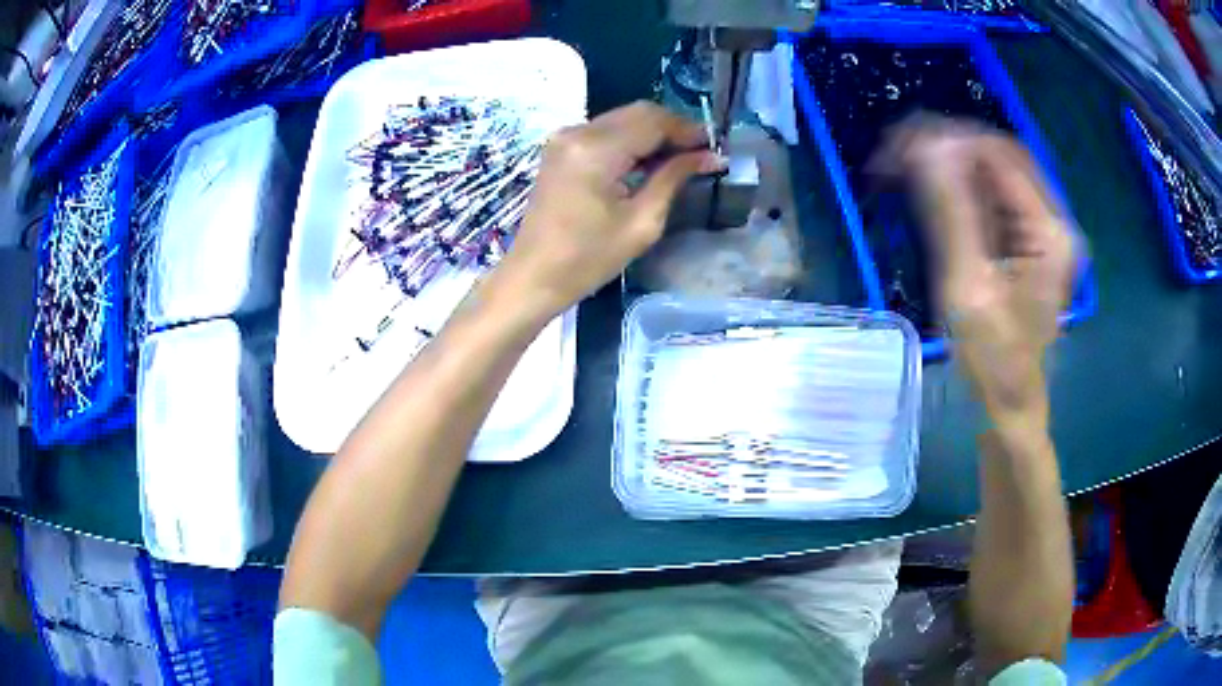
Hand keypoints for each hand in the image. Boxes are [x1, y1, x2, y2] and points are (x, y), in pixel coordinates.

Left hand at [492, 101, 724, 317]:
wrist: (534, 276)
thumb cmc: (588, 259)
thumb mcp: (642, 223)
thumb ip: (674, 179)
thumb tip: (709, 157)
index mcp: (596, 149)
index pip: (653, 121)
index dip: (687, 129)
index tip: (714, 147)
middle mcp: (578, 132)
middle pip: (637, 112)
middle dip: (672, 128)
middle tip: (700, 153)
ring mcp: (565, 137)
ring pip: (622, 118)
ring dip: (652, 133)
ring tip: (680, 159)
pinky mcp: (560, 148)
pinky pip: (605, 131)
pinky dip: (631, 139)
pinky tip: (648, 161)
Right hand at [874, 117, 1076, 431]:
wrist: (1012, 404)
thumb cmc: (993, 361)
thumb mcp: (969, 288)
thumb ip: (952, 212)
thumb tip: (928, 145)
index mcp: (1049, 232)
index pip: (999, 157)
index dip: (950, 141)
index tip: (900, 146)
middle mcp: (1053, 222)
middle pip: (1001, 157)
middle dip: (949, 146)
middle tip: (899, 152)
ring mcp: (1044, 232)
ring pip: (996, 173)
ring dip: (952, 163)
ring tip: (906, 166)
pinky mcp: (1031, 242)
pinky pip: (996, 197)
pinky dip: (962, 186)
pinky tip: (932, 190)